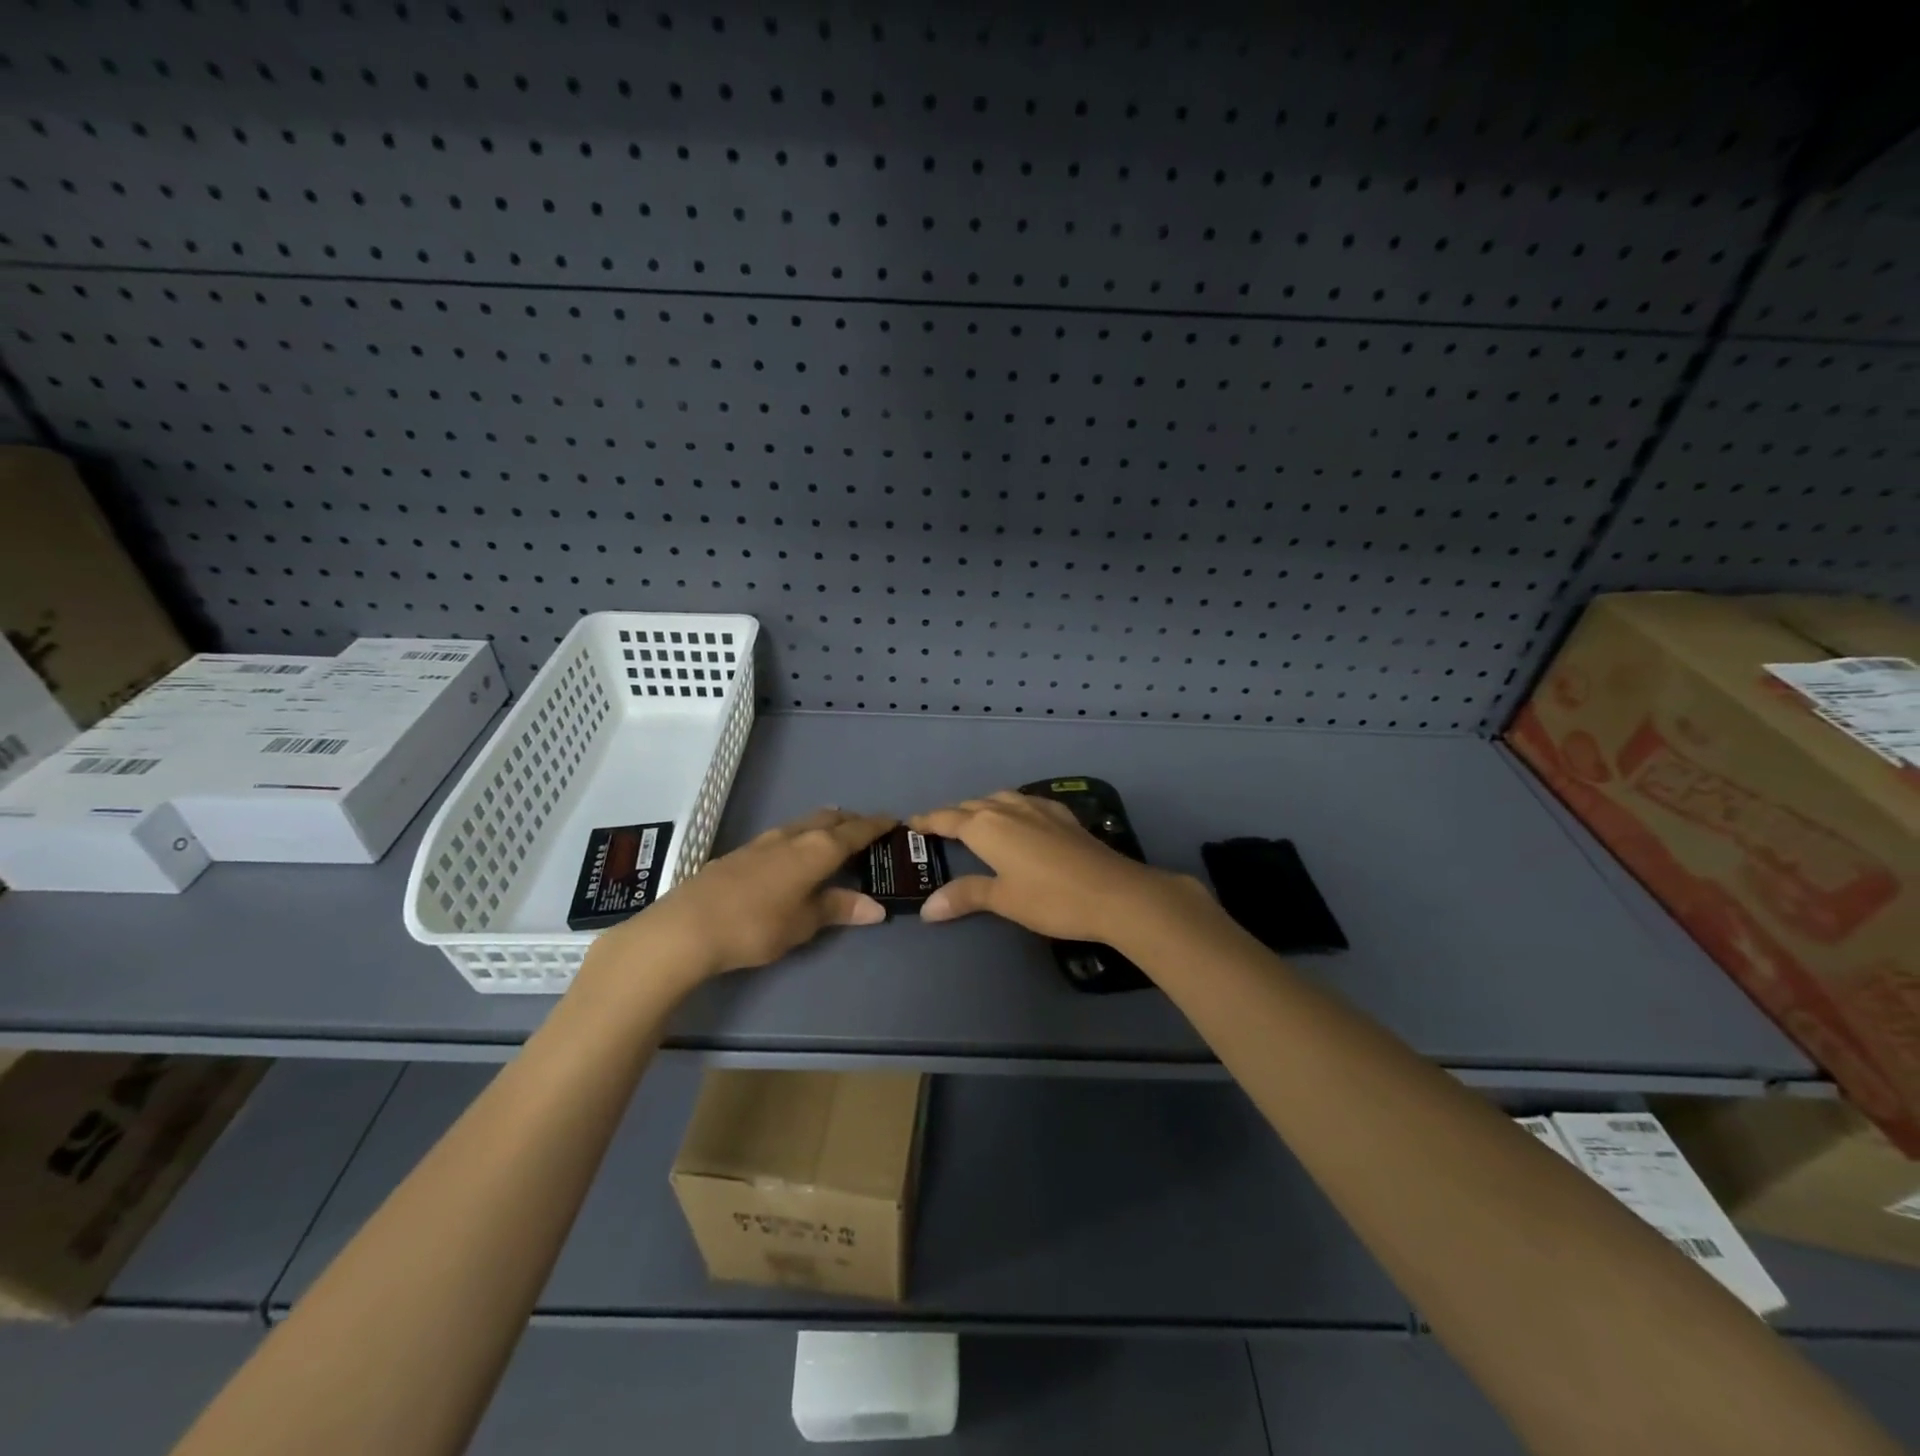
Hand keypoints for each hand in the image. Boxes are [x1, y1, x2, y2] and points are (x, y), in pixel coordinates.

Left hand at [586, 808, 893, 990]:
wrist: (688, 926)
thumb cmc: (756, 925)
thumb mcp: (804, 923)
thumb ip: (838, 909)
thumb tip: (876, 907)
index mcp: (817, 849)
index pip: (856, 831)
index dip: (877, 826)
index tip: (894, 822)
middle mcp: (793, 835)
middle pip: (829, 819)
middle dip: (851, 821)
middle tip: (867, 831)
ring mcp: (764, 841)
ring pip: (804, 823)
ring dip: (824, 827)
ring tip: (834, 839)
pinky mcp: (742, 851)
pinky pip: (784, 835)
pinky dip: (801, 838)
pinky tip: (794, 856)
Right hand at [908, 790, 1202, 943]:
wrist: (1114, 892)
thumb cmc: (1050, 899)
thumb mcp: (1003, 900)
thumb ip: (965, 897)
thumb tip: (928, 908)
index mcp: (987, 827)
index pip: (948, 818)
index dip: (928, 821)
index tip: (910, 822)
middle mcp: (1009, 809)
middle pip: (972, 805)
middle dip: (953, 813)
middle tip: (939, 827)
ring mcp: (1038, 809)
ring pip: (1000, 798)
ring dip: (982, 806)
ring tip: (975, 819)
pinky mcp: (1063, 816)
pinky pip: (1026, 802)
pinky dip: (1011, 806)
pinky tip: (1020, 817)